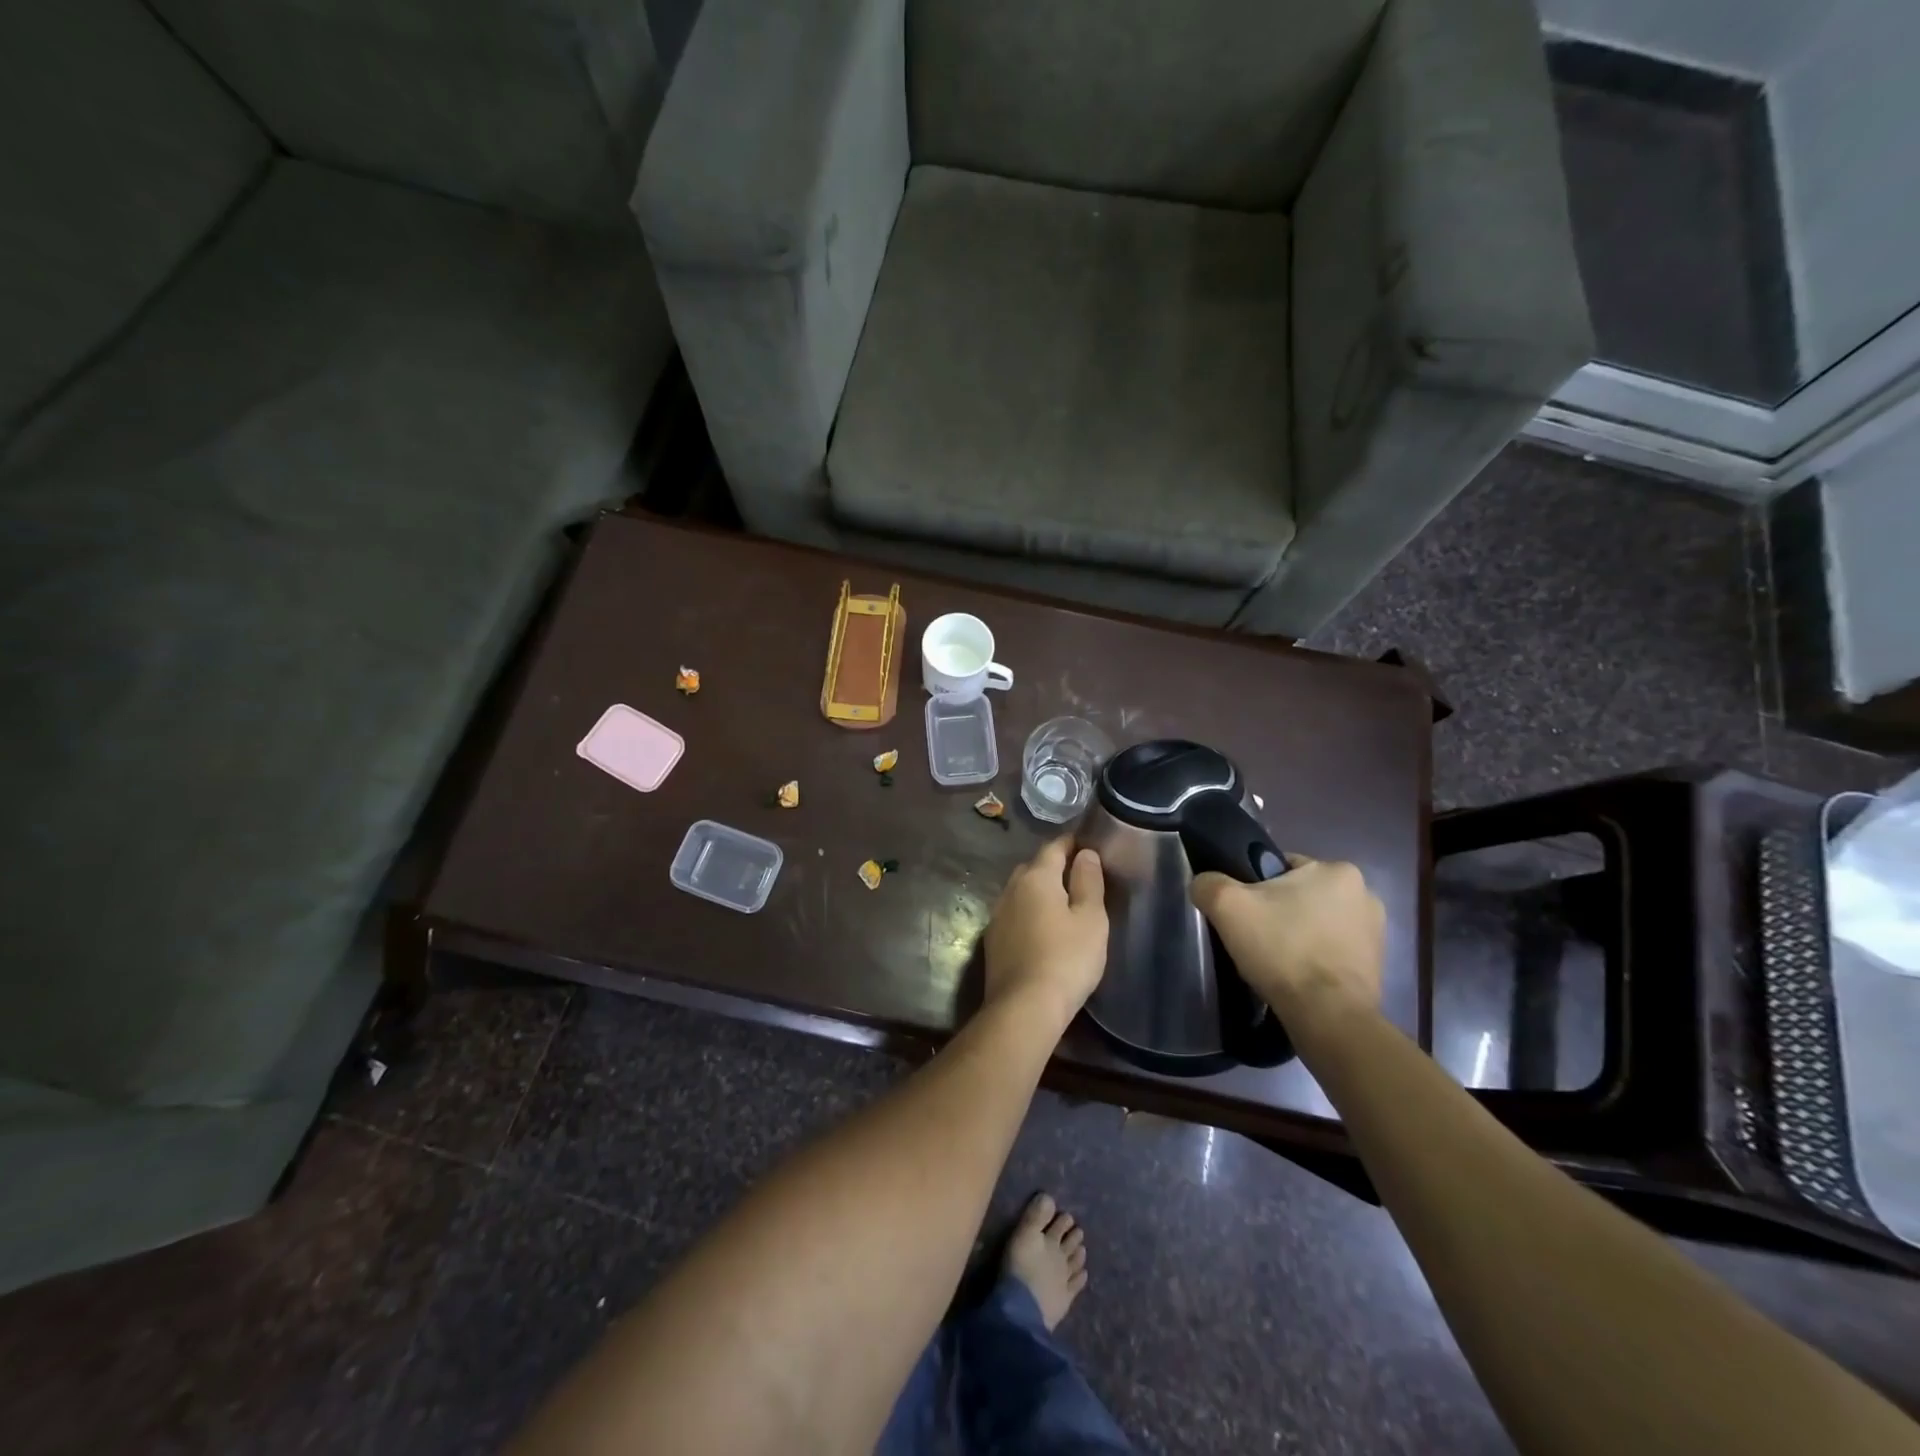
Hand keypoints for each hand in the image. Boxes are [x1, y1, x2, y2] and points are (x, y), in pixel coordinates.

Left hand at [982, 838, 1108, 1027]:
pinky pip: (1014, 913)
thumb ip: (1088, 881)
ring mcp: (998, 915)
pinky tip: (1042, 928)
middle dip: (1054, 866)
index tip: (1087, 843)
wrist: (1024, 1007)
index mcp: (1036, 877)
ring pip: (1021, 891)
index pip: (1053, 847)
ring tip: (1063, 902)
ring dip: (1039, 890)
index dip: (1072, 843)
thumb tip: (1085, 853)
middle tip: (1079, 875)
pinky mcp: (993, 940)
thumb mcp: (1090, 919)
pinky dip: (1029, 912)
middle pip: (1034, 867)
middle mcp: (1011, 889)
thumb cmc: (1066, 959)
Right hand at [1191, 854, 1383, 1038]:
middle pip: (1301, 895)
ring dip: (1299, 934)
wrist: (1328, 1016)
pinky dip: (1316, 958)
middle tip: (1256, 938)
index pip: (1282, 867)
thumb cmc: (1282, 950)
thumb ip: (1209, 884)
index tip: (1245, 914)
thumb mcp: (1227, 906)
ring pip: (1317, 922)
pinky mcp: (1377, 964)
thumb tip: (1204, 883)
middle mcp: (1365, 893)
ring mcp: (1376, 931)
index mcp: (1337, 869)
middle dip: (1279, 912)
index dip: (1255, 888)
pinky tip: (1298, 977)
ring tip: (1276, 962)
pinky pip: (1333, 950)